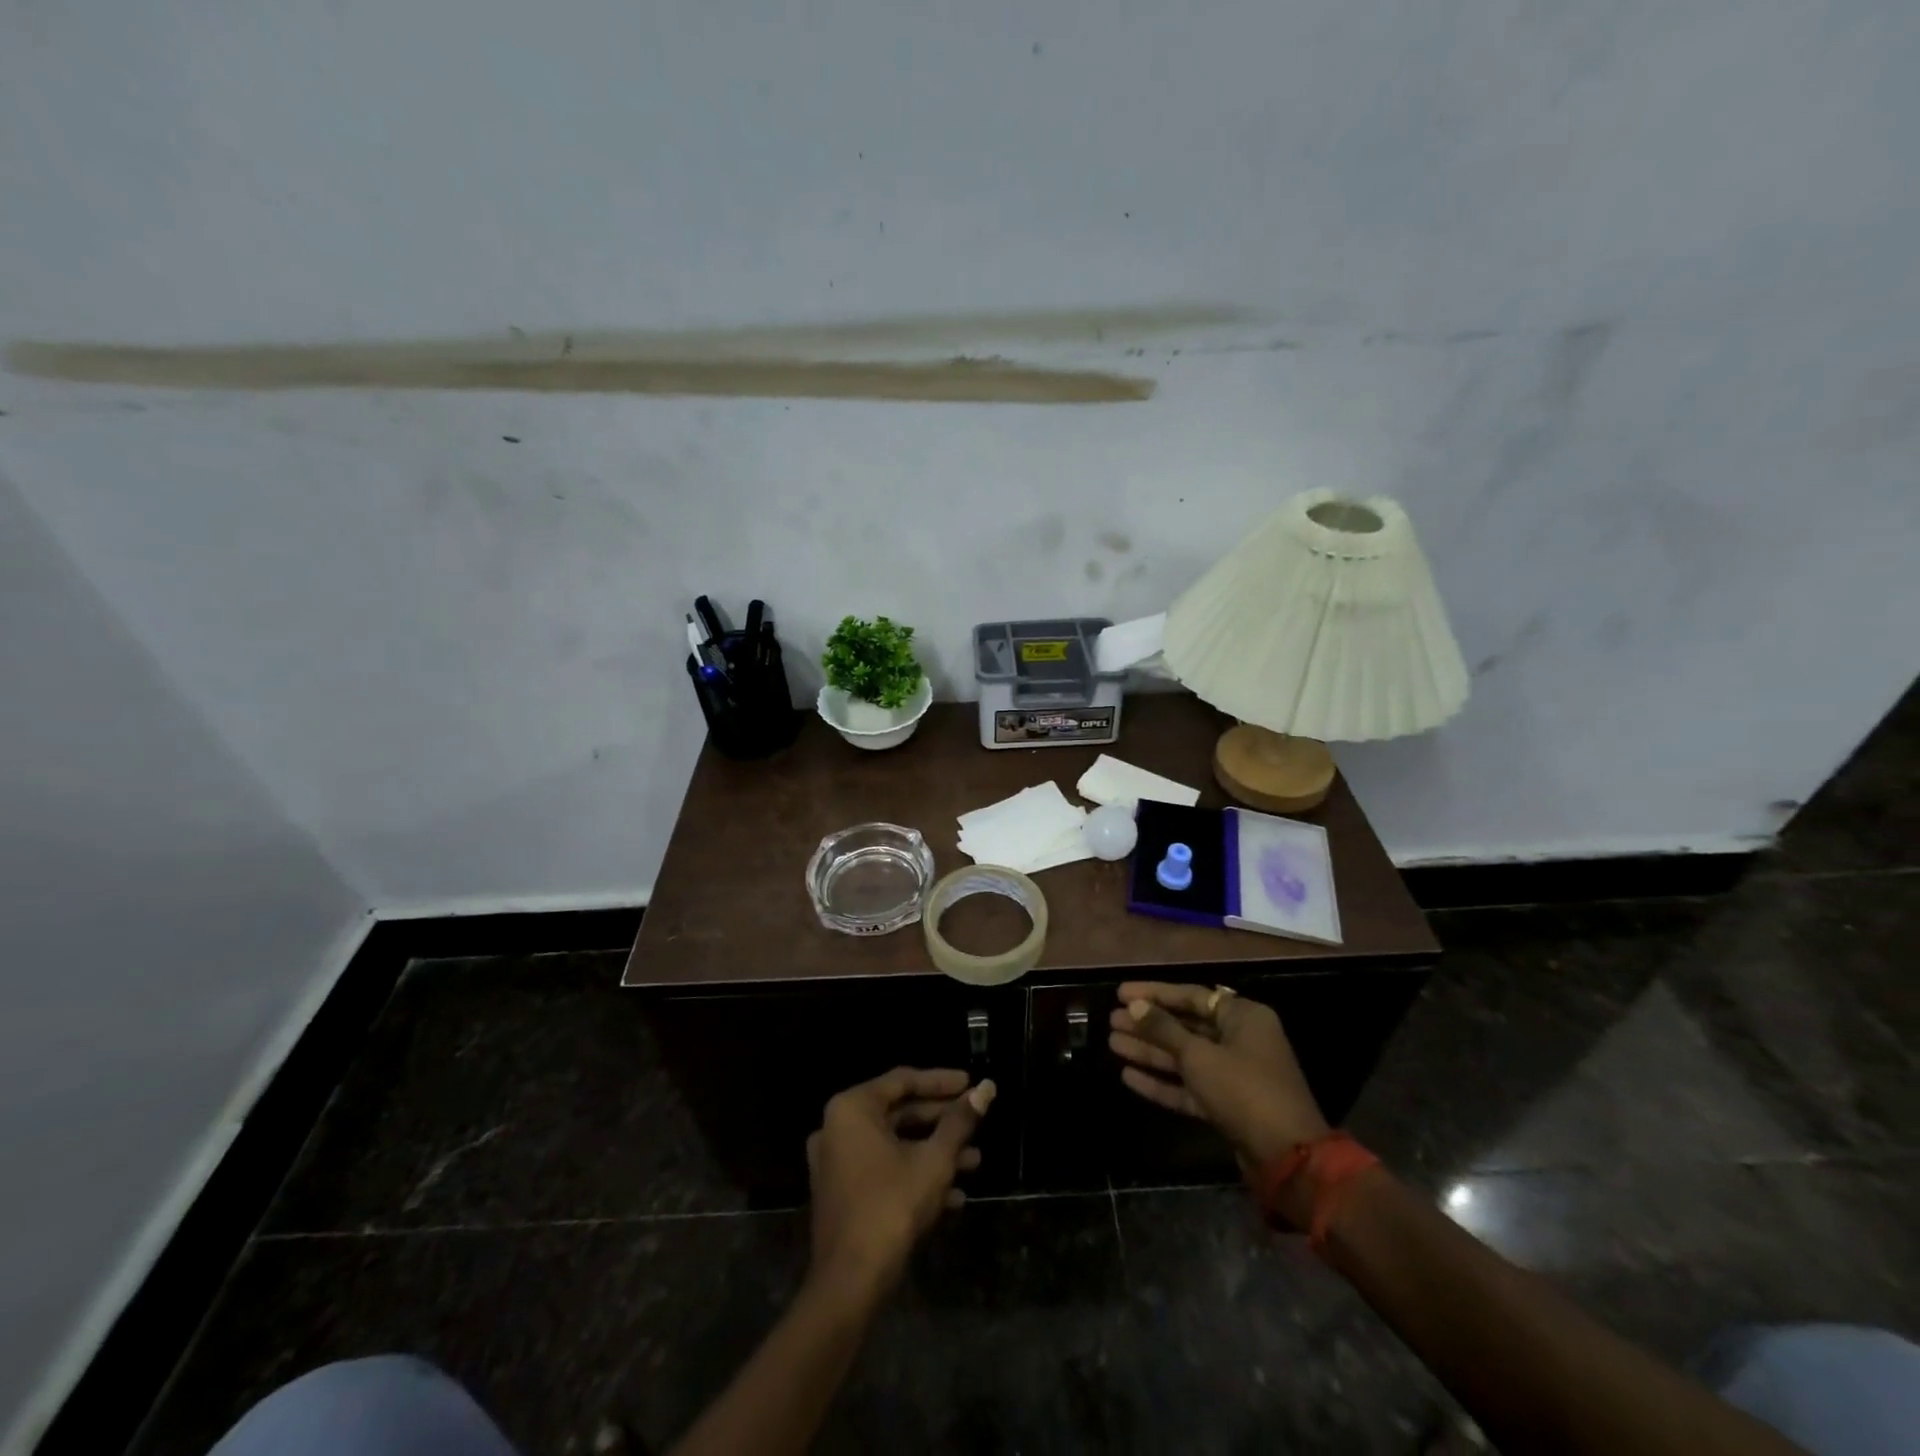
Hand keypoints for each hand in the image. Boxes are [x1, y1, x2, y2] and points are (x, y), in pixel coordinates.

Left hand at [806, 1067, 995, 1296]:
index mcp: (853, 1108)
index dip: (941, 1082)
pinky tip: (954, 1195)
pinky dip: (914, 1174)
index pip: (903, 1080)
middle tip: (976, 1121)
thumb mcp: (934, 1160)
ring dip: (934, 1151)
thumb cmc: (892, 1206)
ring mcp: (836, 1161)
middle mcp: (838, 1127)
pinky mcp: (842, 1192)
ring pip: (894, 1144)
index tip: (971, 1084)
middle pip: (899, 1112)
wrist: (850, 1282)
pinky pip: (883, 1169)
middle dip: (941, 1121)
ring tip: (975, 1160)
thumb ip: (960, 1121)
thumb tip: (987, 1088)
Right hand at [1108, 982, 1327, 1179]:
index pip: (1192, 996)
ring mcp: (1235, 1075)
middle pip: (1187, 1026)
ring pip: (1185, 1057)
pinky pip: (1190, 1086)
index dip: (1155, 993)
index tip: (1121, 993)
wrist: (1287, 1158)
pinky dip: (1163, 1082)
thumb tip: (1134, 1005)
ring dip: (1151, 1052)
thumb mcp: (1199, 1056)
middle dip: (1149, 1025)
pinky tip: (1129, 1076)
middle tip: (1112, 1021)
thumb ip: (1164, 1029)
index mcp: (1243, 1017)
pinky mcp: (1228, 1105)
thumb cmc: (1244, 1090)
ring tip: (1113, 1044)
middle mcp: (1241, 1040)